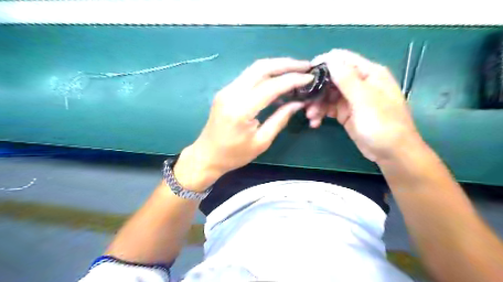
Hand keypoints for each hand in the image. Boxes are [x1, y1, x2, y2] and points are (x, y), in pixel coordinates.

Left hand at [176, 57, 313, 191]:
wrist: (207, 155)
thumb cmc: (234, 154)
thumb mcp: (262, 141)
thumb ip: (280, 119)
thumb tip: (298, 103)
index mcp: (241, 109)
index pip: (271, 86)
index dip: (292, 80)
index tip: (309, 77)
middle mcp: (231, 93)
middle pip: (261, 67)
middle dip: (285, 64)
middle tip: (305, 66)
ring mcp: (226, 90)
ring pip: (254, 68)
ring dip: (276, 66)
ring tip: (295, 69)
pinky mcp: (226, 91)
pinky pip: (249, 76)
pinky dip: (266, 75)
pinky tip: (278, 80)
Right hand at [306, 50, 420, 161]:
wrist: (391, 153)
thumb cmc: (383, 124)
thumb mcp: (365, 100)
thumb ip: (347, 79)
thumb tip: (330, 59)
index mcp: (368, 74)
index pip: (342, 59)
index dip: (323, 63)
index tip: (306, 74)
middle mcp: (358, 83)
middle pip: (331, 78)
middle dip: (317, 89)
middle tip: (305, 102)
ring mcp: (351, 99)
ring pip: (327, 95)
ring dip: (316, 104)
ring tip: (311, 116)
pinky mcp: (345, 113)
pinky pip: (328, 108)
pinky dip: (320, 114)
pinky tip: (315, 122)